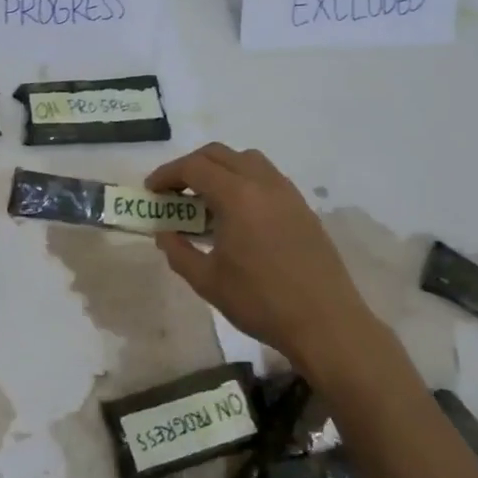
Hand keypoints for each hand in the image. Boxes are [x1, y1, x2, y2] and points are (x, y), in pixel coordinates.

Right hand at [145, 143, 393, 386]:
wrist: (326, 324)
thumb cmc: (260, 302)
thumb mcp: (207, 281)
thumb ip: (178, 252)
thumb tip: (164, 234)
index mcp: (237, 197)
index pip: (193, 167)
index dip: (167, 174)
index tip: (151, 191)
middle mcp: (263, 184)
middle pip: (219, 154)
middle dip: (190, 166)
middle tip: (173, 191)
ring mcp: (288, 194)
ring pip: (247, 160)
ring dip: (220, 169)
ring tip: (206, 198)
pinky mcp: (303, 208)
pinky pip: (267, 178)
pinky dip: (244, 181)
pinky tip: (238, 214)